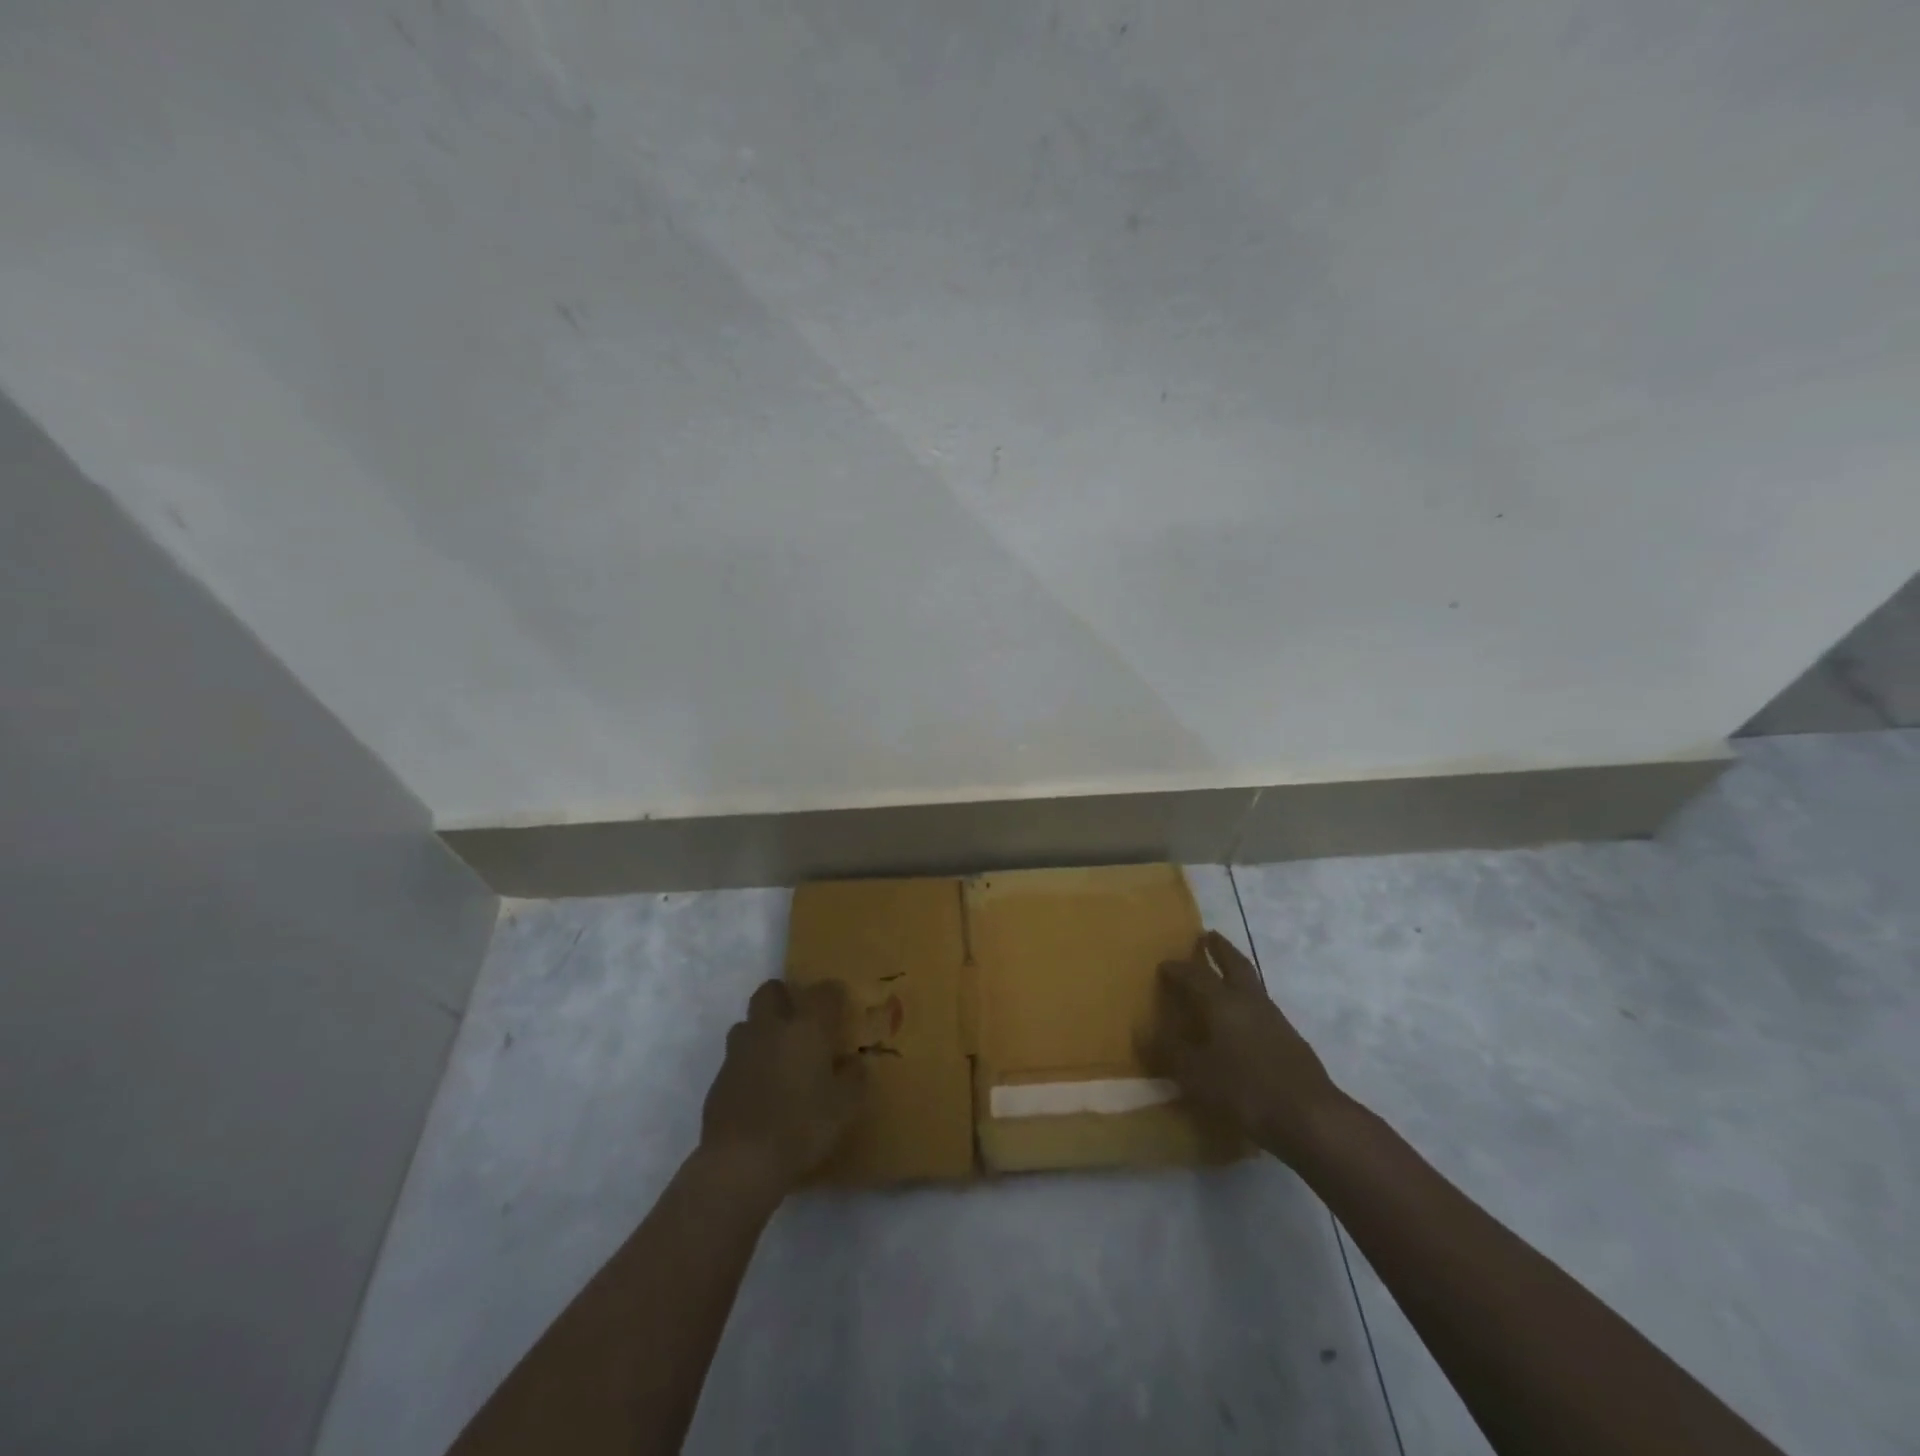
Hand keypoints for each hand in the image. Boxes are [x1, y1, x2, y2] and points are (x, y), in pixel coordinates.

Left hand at [700, 980, 865, 1191]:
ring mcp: (740, 1051)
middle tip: (800, 1021)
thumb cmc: (802, 1127)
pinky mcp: (719, 1077)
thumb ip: (854, 1078)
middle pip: (771, 990)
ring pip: (748, 1022)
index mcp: (807, 1028)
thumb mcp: (845, 1107)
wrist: (741, 1162)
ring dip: (762, 1030)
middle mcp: (771, 1028)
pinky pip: (736, 1057)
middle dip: (785, 998)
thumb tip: (855, 1063)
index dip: (833, 995)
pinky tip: (759, 1090)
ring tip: (778, 1056)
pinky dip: (748, 1064)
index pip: (824, 991)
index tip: (841, 1008)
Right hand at [1139, 930, 1345, 1165]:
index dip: (1177, 969)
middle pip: (1235, 964)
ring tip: (1223, 973)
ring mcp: (1274, 1018)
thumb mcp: (1196, 1075)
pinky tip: (1243, 1017)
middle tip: (1208, 936)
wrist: (1310, 1117)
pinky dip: (1247, 999)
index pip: (1195, 975)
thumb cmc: (1245, 1090)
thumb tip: (1143, 1031)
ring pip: (1252, 983)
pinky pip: (1261, 1006)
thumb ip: (1169, 1051)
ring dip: (1236, 971)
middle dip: (1220, 948)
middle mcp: (1249, 1001)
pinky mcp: (1290, 1038)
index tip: (1163, 965)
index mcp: (1223, 1002)